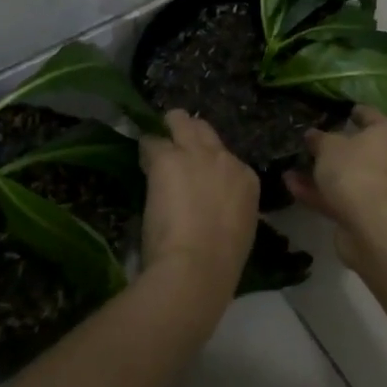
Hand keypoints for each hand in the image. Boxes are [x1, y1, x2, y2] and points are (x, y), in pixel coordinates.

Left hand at [138, 110, 259, 300]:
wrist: (199, 265)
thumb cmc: (221, 262)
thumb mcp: (240, 230)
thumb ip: (230, 210)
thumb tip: (216, 212)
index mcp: (246, 179)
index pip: (226, 158)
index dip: (208, 165)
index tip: (196, 178)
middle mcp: (224, 158)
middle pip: (204, 129)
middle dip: (189, 134)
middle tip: (173, 152)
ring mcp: (195, 154)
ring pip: (179, 121)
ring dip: (167, 131)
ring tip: (154, 146)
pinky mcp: (166, 158)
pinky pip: (151, 142)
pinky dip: (145, 151)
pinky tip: (141, 165)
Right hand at [285, 106, 386, 270]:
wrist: (371, 224)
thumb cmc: (354, 170)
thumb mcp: (328, 147)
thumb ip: (319, 139)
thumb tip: (313, 135)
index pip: (371, 116)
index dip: (354, 112)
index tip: (341, 111)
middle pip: (363, 150)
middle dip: (337, 149)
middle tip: (313, 145)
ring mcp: (386, 189)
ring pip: (351, 176)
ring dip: (323, 174)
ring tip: (293, 169)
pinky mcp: (373, 213)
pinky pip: (345, 197)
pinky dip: (321, 193)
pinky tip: (293, 187)